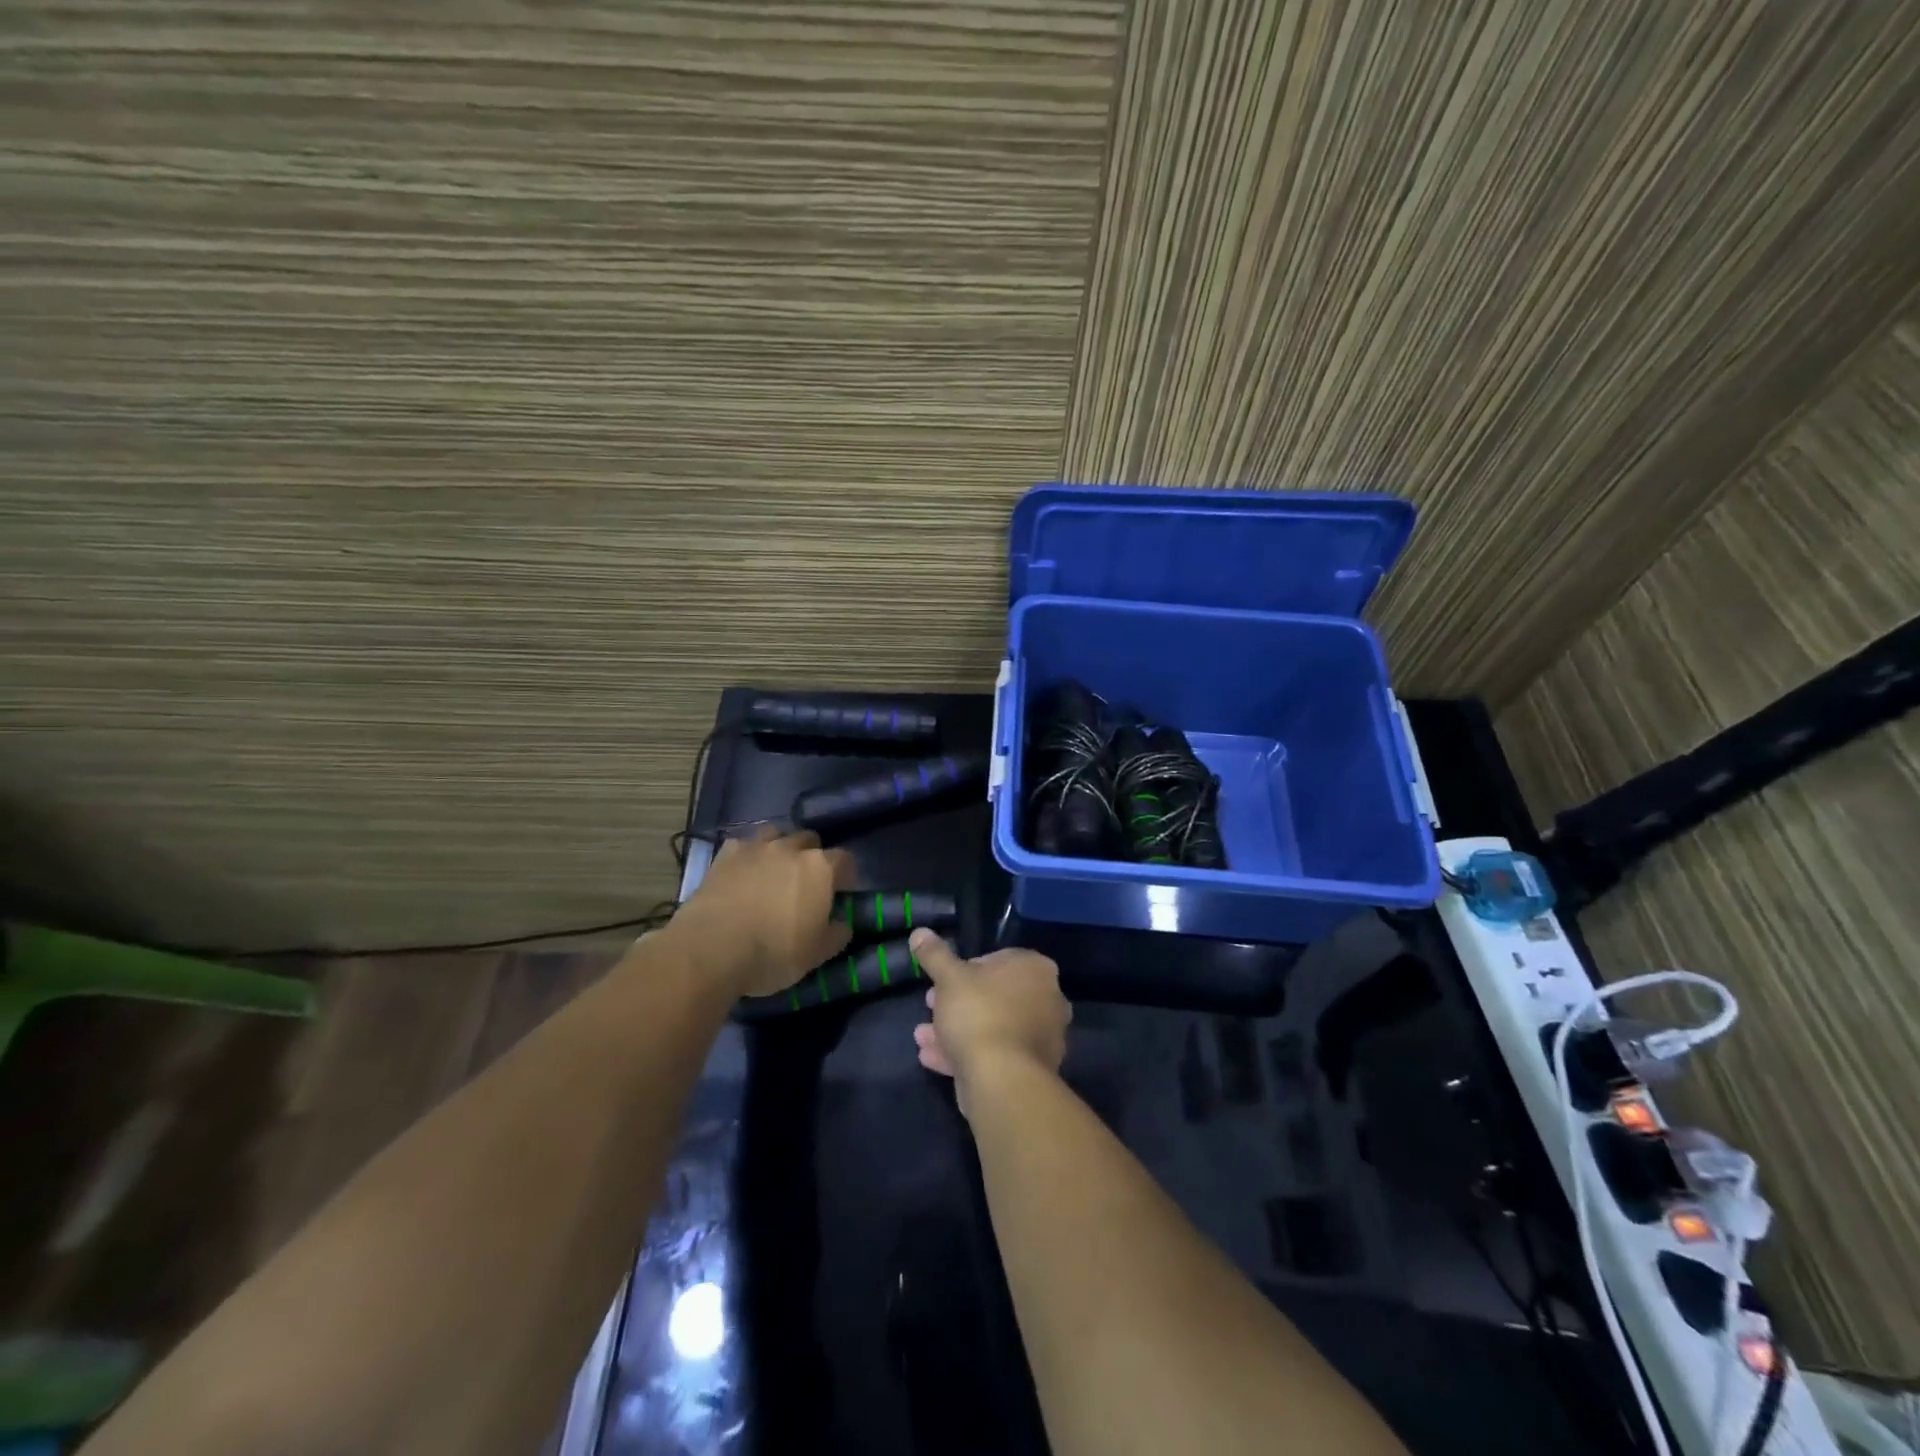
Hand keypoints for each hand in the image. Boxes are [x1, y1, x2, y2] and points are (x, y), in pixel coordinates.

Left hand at [668, 828, 854, 997]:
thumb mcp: (817, 954)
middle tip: (806, 881)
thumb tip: (842, 924)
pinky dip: (747, 855)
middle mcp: (790, 848)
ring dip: (780, 847)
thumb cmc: (774, 952)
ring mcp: (755, 847)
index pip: (844, 859)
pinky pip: (742, 845)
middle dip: (812, 855)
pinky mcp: (724, 855)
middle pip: (810, 840)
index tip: (842, 891)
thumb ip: (836, 934)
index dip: (845, 874)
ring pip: (775, 834)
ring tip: (774, 870)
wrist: (712, 949)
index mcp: (820, 868)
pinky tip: (742, 872)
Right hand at [909, 929, 1069, 1116]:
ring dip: (956, 1030)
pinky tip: (932, 1058)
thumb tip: (920, 932)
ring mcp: (1043, 1038)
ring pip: (991, 1027)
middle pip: (994, 996)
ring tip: (922, 1036)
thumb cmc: (979, 1013)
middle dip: (957, 1002)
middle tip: (930, 1006)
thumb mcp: (949, 978)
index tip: (941, 981)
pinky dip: (966, 1053)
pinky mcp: (1032, 1070)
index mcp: (1036, 969)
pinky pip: (995, 1054)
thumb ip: (935, 955)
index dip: (965, 969)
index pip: (998, 959)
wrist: (1002, 1079)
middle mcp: (1048, 1000)